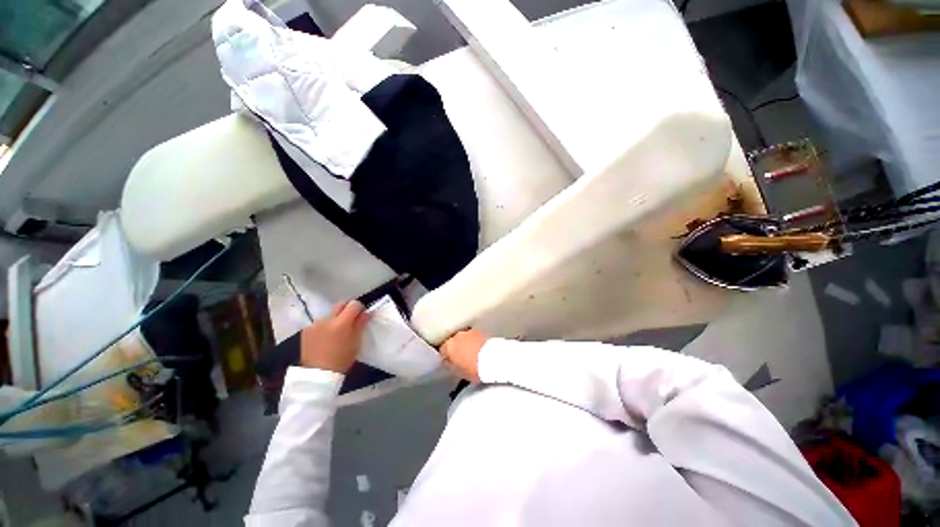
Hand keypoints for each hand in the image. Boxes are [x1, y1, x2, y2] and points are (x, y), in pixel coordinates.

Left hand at [299, 301, 369, 373]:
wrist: (317, 375)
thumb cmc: (342, 359)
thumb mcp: (356, 342)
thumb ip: (361, 324)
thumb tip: (367, 313)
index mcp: (341, 322)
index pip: (353, 305)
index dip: (360, 308)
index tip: (362, 316)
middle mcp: (327, 319)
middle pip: (340, 305)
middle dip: (347, 309)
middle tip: (352, 321)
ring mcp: (315, 324)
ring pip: (330, 314)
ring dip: (336, 318)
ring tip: (337, 332)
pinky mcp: (306, 330)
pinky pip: (320, 322)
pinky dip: (325, 326)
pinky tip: (326, 337)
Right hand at [440, 329, 489, 382]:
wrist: (493, 360)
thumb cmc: (474, 368)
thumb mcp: (457, 373)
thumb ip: (450, 366)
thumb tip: (449, 364)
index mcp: (448, 346)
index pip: (442, 350)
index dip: (446, 358)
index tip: (450, 364)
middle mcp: (457, 335)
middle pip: (454, 342)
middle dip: (457, 349)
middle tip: (462, 359)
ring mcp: (470, 332)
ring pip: (465, 338)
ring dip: (467, 344)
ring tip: (472, 355)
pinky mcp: (481, 331)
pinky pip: (475, 338)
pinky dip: (475, 343)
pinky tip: (480, 351)